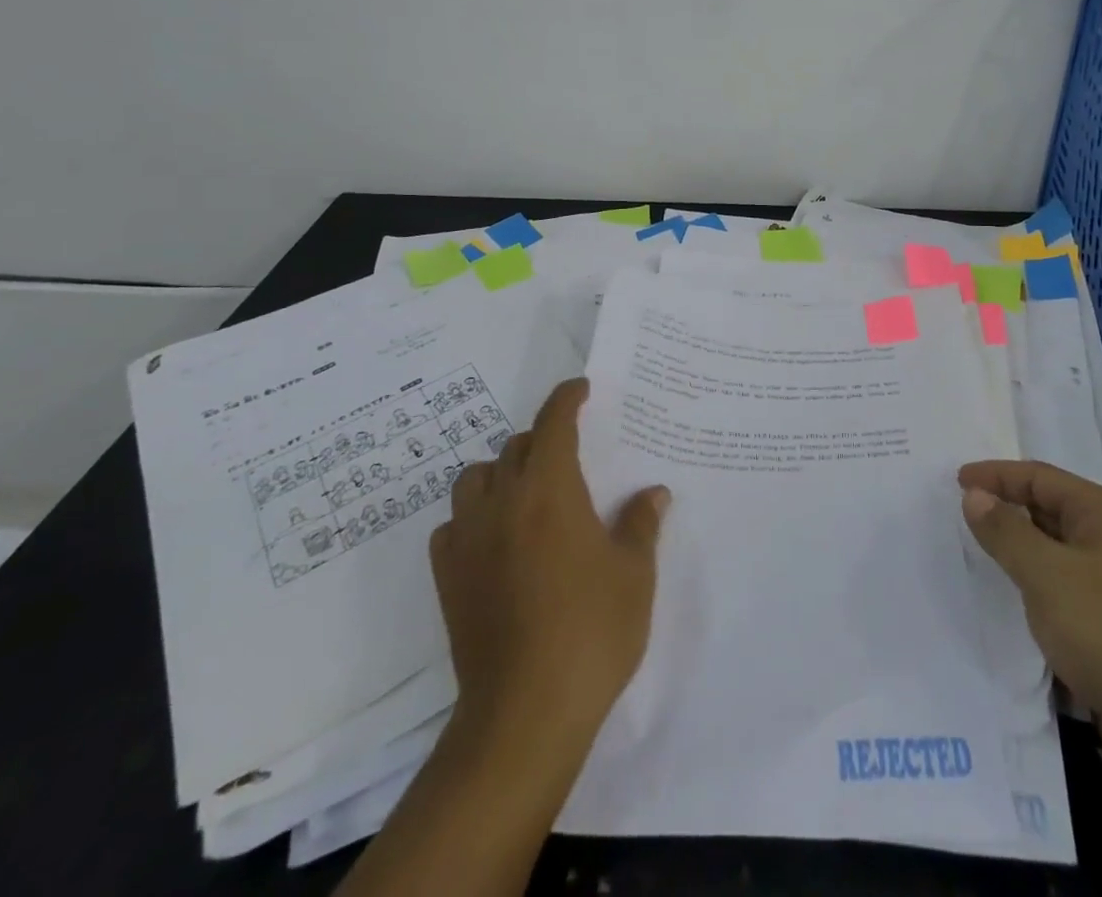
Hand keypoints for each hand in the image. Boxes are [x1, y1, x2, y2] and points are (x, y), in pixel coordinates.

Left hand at [431, 378, 669, 748]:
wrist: (524, 713)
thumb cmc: (591, 631)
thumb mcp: (634, 574)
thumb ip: (640, 524)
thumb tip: (654, 493)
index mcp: (550, 490)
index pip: (554, 423)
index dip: (567, 398)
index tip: (581, 388)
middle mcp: (503, 502)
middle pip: (515, 447)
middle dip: (542, 440)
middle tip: (569, 457)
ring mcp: (468, 540)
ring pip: (476, 479)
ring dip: (501, 473)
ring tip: (528, 494)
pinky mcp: (447, 578)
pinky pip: (454, 525)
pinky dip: (474, 517)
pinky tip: (496, 541)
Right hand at [958, 460, 1101, 789]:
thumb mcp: (1048, 575)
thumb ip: (1006, 532)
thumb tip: (975, 495)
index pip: (1040, 477)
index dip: (996, 475)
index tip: (955, 480)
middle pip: (1052, 512)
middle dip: (1008, 512)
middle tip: (962, 516)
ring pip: (1061, 558)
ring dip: (1023, 556)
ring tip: (981, 558)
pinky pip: (1070, 597)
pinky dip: (1041, 594)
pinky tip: (1018, 608)